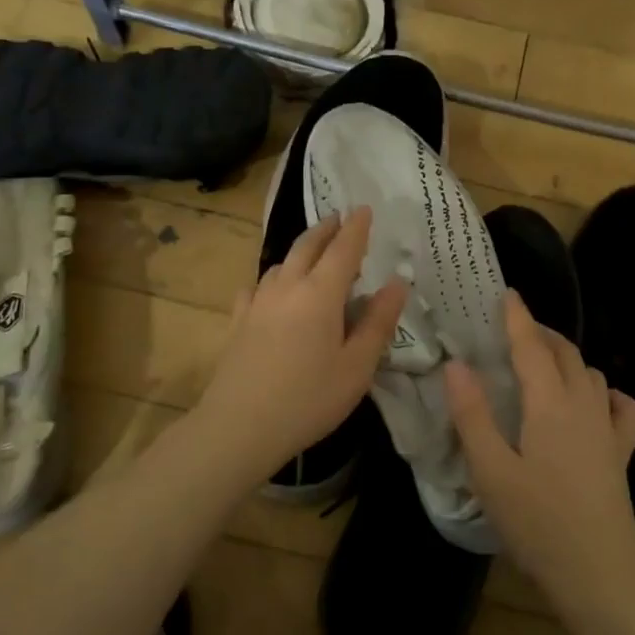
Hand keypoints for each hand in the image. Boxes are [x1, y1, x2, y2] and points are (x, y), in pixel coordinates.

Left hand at [195, 208, 407, 479]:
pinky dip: (272, 278)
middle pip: (307, 246)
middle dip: (326, 229)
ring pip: (281, 263)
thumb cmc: (309, 399)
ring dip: (300, 251)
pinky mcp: (238, 321)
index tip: (364, 208)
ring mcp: (257, 302)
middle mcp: (287, 287)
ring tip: (313, 254)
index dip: (356, 228)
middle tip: (339, 219)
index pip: (343, 249)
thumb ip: (378, 322)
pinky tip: (270, 289)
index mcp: (320, 294)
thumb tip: (396, 283)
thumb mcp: (357, 366)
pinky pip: (256, 286)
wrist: (240, 426)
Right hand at [444, 291, 634, 634]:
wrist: (599, 575)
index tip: (505, 293)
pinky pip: (621, 407)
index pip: (532, 347)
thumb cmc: (537, 523)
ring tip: (542, 362)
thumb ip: (472, 415)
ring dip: (567, 357)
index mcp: (549, 405)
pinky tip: (593, 402)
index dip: (517, 317)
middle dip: (540, 332)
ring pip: (591, 373)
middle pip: (565, 352)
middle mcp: (584, 405)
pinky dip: (606, 393)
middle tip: (512, 329)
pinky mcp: (622, 452)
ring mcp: (608, 429)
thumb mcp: (491, 472)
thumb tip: (457, 365)